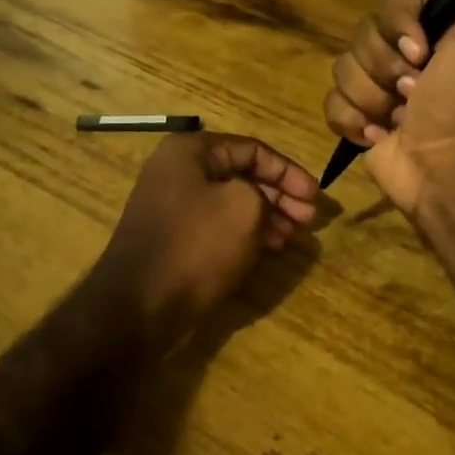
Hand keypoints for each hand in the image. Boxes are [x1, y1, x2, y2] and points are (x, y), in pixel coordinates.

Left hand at [95, 132, 318, 348]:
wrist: (139, 306)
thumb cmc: (196, 245)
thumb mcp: (244, 207)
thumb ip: (263, 192)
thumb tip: (260, 202)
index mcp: (190, 151)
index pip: (252, 149)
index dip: (288, 171)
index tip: (315, 197)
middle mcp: (176, 171)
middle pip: (241, 174)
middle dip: (279, 195)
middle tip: (309, 219)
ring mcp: (171, 206)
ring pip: (230, 202)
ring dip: (266, 216)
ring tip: (292, 237)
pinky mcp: (172, 237)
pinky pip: (216, 225)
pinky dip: (244, 232)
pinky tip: (268, 248)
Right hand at [323, 0, 454, 220]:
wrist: (450, 168)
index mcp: (439, 28)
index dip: (398, 23)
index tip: (422, 51)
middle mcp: (409, 53)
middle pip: (362, 34)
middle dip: (384, 66)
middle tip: (416, 92)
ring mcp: (381, 88)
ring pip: (343, 68)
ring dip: (370, 97)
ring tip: (398, 119)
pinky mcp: (360, 120)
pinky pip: (331, 103)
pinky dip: (352, 121)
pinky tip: (378, 135)